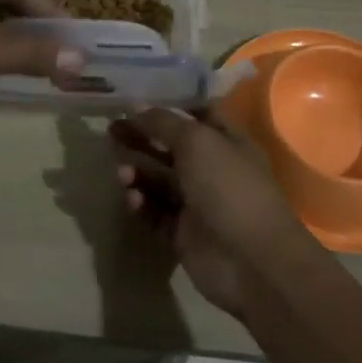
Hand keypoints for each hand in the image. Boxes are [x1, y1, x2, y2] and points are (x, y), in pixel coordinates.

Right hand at [107, 107, 312, 318]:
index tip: (137, 102)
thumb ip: (163, 122)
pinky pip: (155, 212)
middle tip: (111, 131)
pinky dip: (142, 204)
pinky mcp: (183, 233)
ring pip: (159, 181)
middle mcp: (213, 169)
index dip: (170, 107)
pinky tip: (133, 199)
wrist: (250, 261)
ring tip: (122, 174)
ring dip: (138, 173)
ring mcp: (198, 203)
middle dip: (142, 138)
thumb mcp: (196, 142)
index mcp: (227, 142)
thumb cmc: (228, 188)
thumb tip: (135, 107)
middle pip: (171, 147)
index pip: (197, 115)